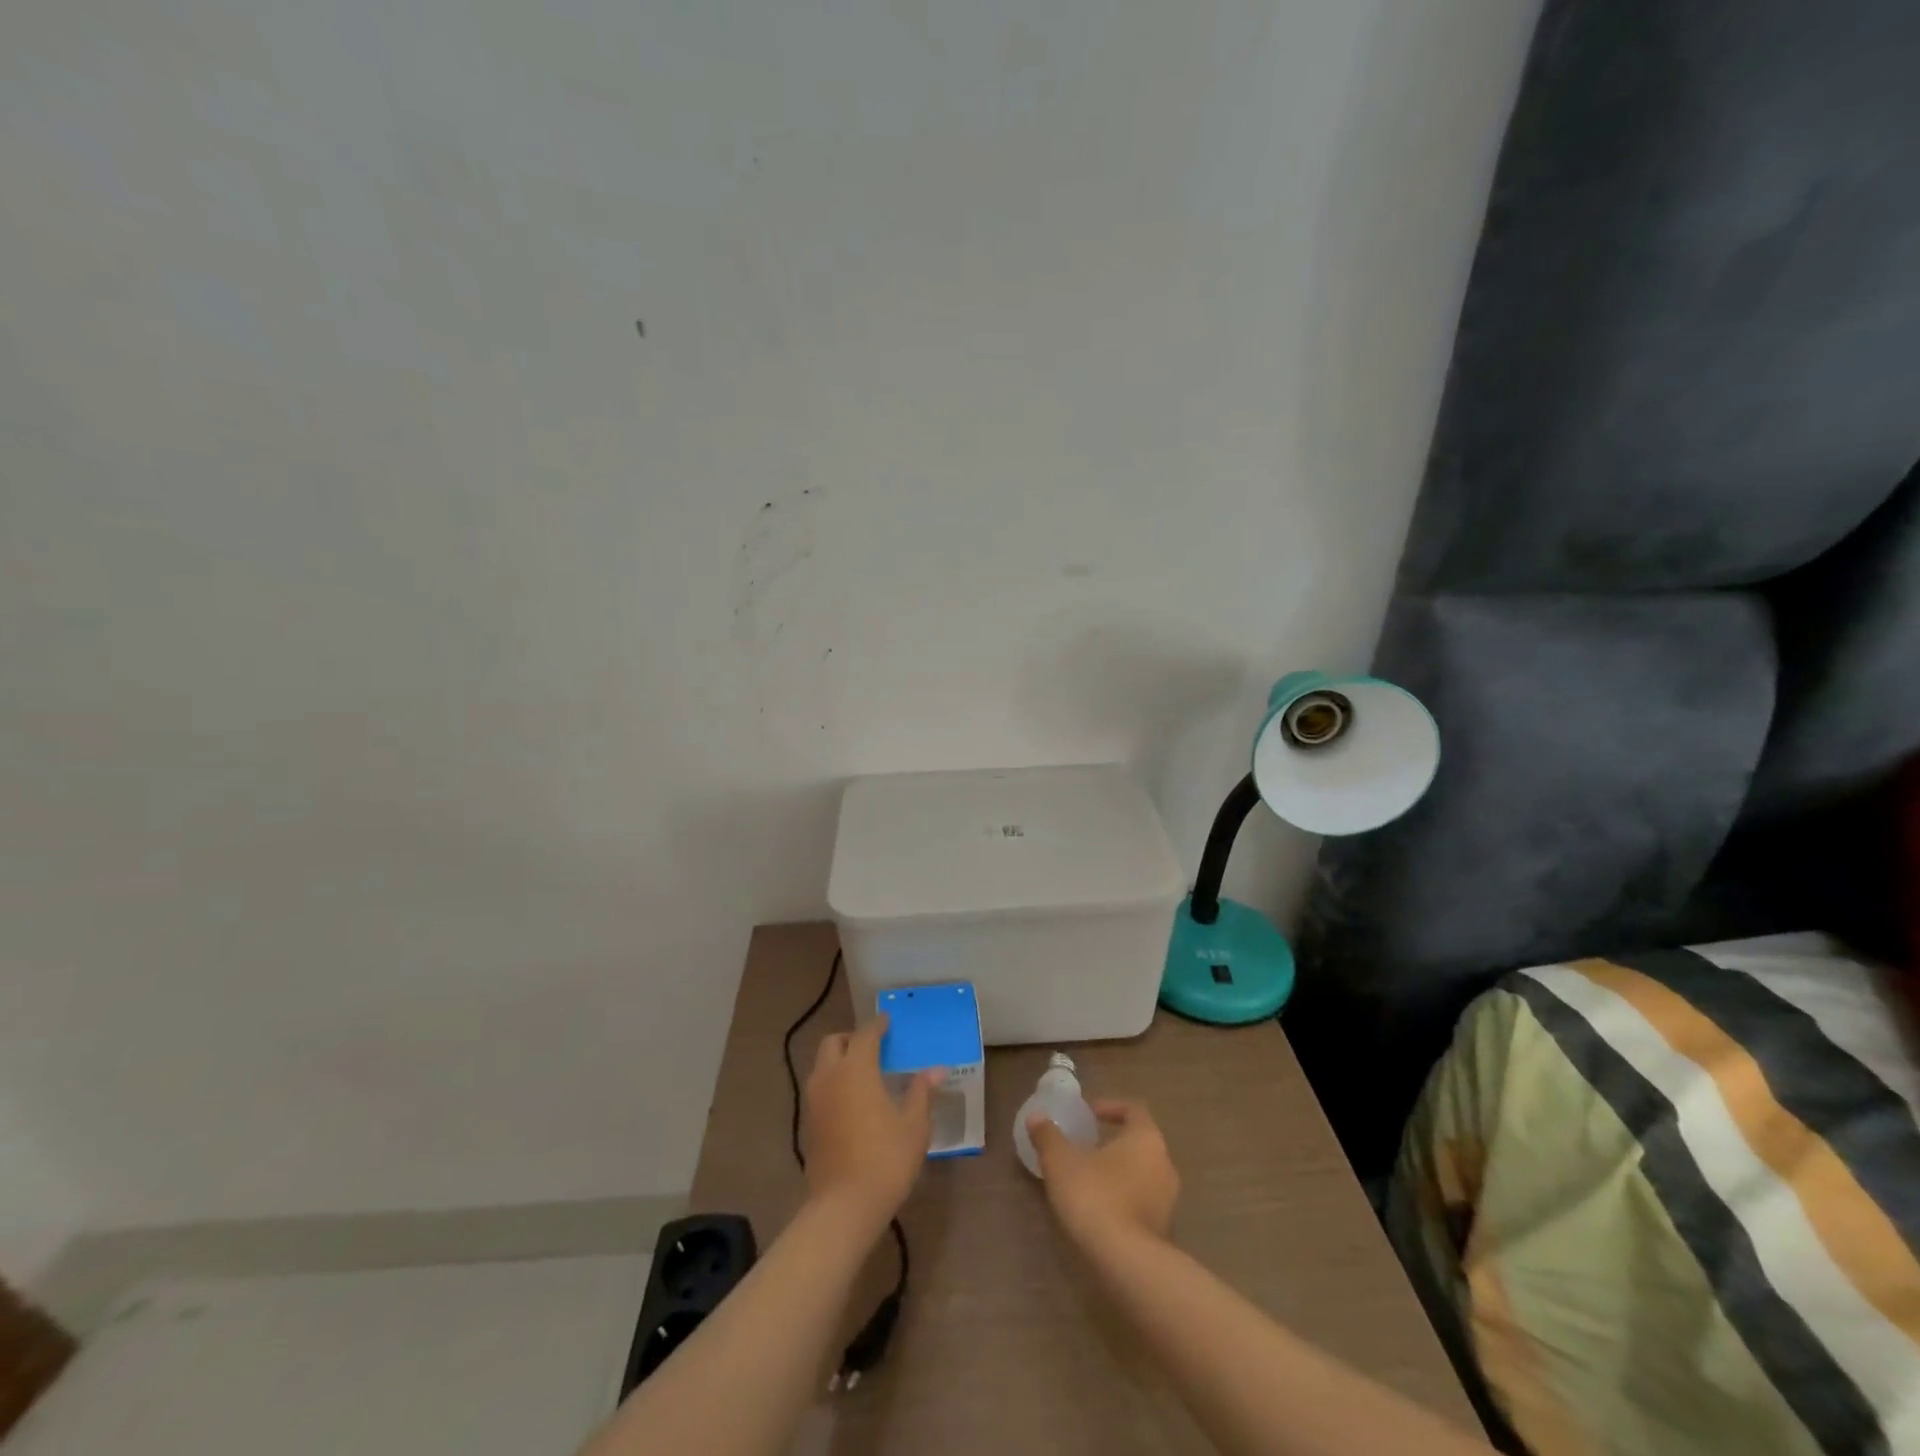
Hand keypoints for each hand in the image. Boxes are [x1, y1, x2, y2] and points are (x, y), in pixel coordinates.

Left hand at [804, 1016, 942, 1223]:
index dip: (877, 1026)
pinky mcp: (808, 1124)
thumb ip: (921, 1093)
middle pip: (833, 1043)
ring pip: (821, 1065)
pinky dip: (832, 1083)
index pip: (865, 1035)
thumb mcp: (914, 1126)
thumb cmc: (886, 1159)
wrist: (844, 1207)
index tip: (887, 1021)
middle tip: (872, 1047)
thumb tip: (936, 1070)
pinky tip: (851, 1101)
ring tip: (862, 1073)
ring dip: (838, 1060)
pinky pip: (819, 1089)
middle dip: (851, 1038)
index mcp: (856, 1069)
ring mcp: (814, 1101)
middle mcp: (830, 1077)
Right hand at [1028, 1099, 1179, 1246]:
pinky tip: (1098, 1209)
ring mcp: (1168, 1200)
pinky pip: (1141, 1202)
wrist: (1125, 1263)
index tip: (1089, 1115)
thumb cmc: (1095, 1196)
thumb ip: (1048, 1136)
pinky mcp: (1163, 1230)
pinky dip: (1122, 1199)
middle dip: (1113, 1143)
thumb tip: (1036, 1117)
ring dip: (1118, 1173)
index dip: (1111, 1107)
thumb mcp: (1061, 1161)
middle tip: (1085, 1147)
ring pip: (1142, 1174)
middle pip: (1139, 1143)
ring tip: (1087, 1179)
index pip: (1134, 1110)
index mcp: (1146, 1138)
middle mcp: (1164, 1164)